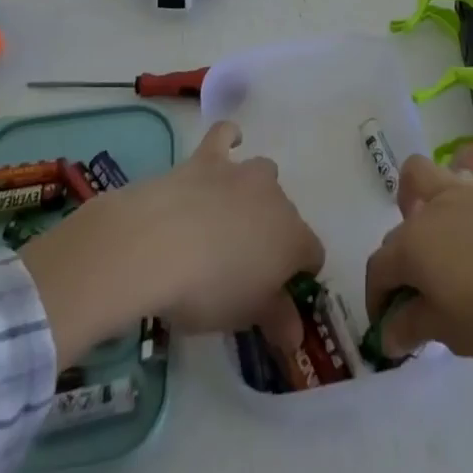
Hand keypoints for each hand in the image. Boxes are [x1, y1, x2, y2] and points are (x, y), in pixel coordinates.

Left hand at [20, 121, 322, 365]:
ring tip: (230, 220)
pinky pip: (226, 136)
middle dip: (273, 235)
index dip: (300, 274)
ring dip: (254, 194)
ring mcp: (242, 172)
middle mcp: (275, 197)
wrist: (159, 243)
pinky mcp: (209, 157)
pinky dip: (230, 138)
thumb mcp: (244, 316)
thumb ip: (276, 321)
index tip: (279, 296)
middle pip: (286, 215)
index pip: (313, 254)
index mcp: (292, 238)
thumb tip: (296, 337)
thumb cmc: (207, 290)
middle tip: (245, 266)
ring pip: (263, 174)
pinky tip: (228, 145)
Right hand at [363, 144, 472, 373]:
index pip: (380, 268)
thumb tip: (390, 331)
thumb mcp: (458, 336)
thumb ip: (417, 327)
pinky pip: (472, 161)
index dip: (378, 300)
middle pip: (399, 225)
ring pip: (425, 173)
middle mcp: (434, 208)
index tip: (389, 331)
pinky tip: (471, 198)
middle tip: (418, 295)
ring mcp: (467, 189)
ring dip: (418, 199)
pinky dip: (463, 171)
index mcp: (416, 246)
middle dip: (398, 258)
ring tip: (434, 233)